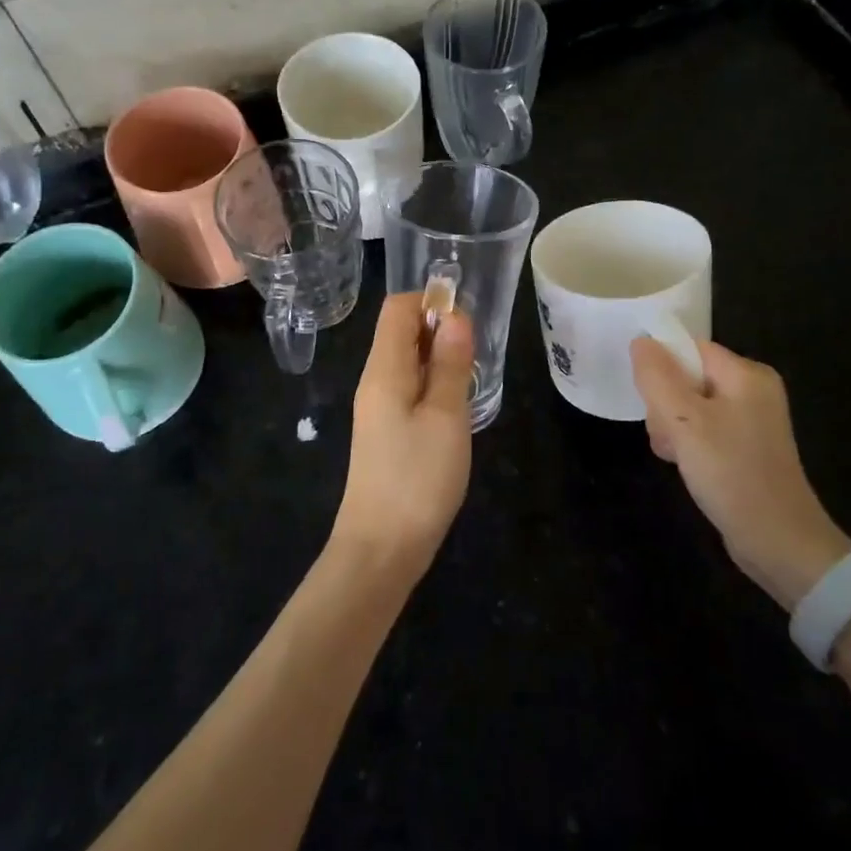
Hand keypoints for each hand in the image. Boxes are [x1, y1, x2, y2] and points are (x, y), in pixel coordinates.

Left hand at [332, 293, 475, 574]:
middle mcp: (374, 380)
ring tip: (471, 379)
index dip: (430, 301)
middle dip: (438, 329)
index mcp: (383, 369)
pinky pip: (408, 388)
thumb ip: (450, 364)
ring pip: (406, 361)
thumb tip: (454, 315)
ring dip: (439, 358)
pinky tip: (456, 407)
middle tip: (476, 354)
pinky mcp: (385, 431)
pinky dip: (432, 384)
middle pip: (400, 331)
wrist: (381, 549)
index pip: (397, 308)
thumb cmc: (417, 479)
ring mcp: (377, 407)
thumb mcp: (445, 416)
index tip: (467, 320)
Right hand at [630, 337, 850, 609]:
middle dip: (665, 404)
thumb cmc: (731, 473)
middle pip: (687, 376)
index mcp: (746, 374)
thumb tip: (641, 341)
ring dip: (671, 428)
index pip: (690, 349)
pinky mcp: (744, 447)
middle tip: (668, 436)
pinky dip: (687, 444)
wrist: (778, 542)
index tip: (650, 400)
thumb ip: (658, 377)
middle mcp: (752, 390)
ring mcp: (750, 420)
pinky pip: (702, 429)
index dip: (662, 368)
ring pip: (689, 405)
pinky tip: (684, 465)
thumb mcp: (684, 421)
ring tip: (676, 455)